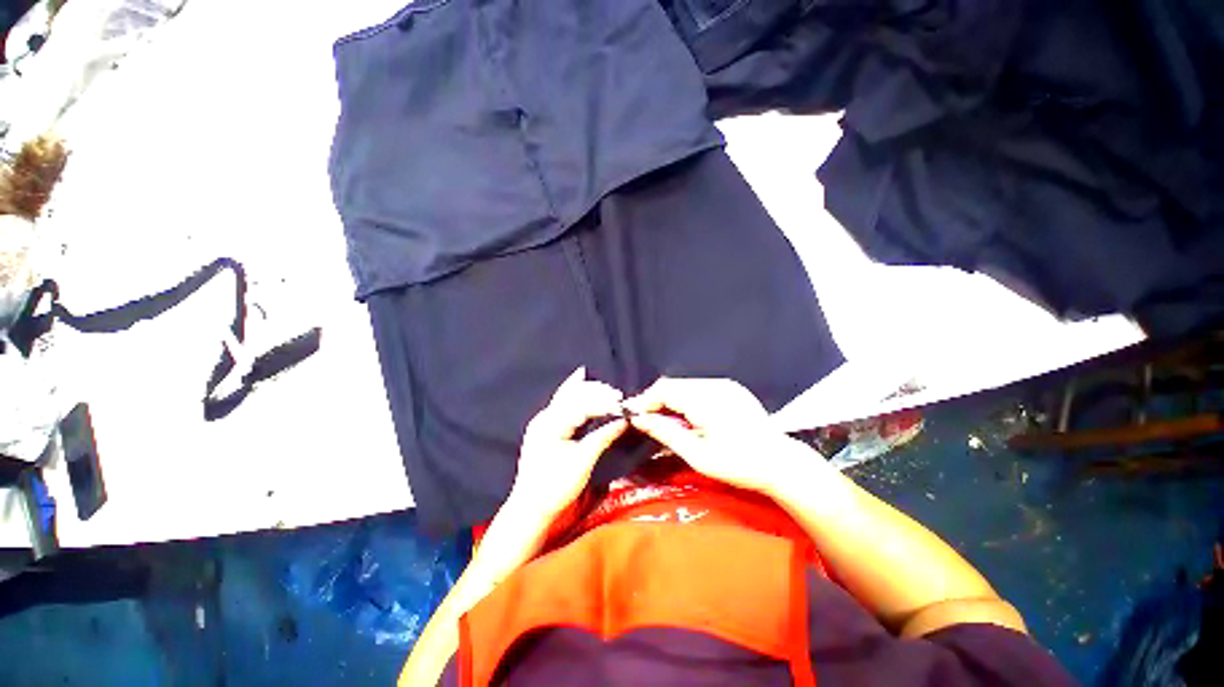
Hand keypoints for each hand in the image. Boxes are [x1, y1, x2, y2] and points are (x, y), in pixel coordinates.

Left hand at [507, 367, 628, 521]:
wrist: (531, 508)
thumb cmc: (556, 488)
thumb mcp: (583, 463)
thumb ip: (603, 437)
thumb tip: (624, 420)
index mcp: (551, 425)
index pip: (580, 404)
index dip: (603, 402)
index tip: (622, 404)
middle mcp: (544, 417)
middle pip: (572, 394)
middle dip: (596, 392)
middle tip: (618, 396)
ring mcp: (543, 420)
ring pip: (566, 394)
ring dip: (587, 390)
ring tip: (608, 390)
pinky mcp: (546, 426)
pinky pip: (563, 402)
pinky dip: (576, 393)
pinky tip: (582, 380)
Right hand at [624, 377, 811, 495]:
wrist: (780, 463)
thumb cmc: (738, 464)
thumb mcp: (697, 455)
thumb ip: (665, 433)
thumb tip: (638, 419)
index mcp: (705, 400)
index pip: (664, 389)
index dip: (645, 400)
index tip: (634, 416)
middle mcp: (715, 385)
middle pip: (673, 384)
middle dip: (656, 400)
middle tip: (647, 421)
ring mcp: (725, 384)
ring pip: (685, 385)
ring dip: (671, 399)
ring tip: (666, 421)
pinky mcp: (732, 388)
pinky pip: (699, 387)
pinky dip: (686, 399)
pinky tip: (687, 416)